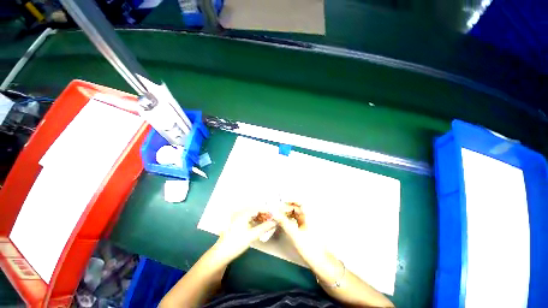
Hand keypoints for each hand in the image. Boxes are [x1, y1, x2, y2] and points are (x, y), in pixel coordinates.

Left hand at [214, 208, 276, 263]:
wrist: (221, 254)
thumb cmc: (236, 243)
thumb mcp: (252, 235)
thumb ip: (264, 227)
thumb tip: (274, 222)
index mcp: (243, 213)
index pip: (258, 208)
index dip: (267, 210)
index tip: (275, 214)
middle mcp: (240, 212)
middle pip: (255, 209)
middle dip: (264, 213)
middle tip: (272, 218)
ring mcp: (238, 217)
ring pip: (252, 213)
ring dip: (259, 216)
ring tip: (267, 221)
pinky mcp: (237, 222)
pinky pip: (248, 217)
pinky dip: (255, 219)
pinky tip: (259, 224)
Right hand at [272, 204, 321, 253]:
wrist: (320, 261)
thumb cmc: (310, 247)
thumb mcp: (294, 234)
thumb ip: (284, 222)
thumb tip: (275, 213)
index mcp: (309, 215)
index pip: (300, 202)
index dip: (290, 200)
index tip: (282, 202)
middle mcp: (310, 216)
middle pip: (297, 207)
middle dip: (287, 207)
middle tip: (277, 210)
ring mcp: (308, 222)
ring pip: (297, 213)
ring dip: (288, 213)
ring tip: (279, 215)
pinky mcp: (306, 228)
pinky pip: (297, 219)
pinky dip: (291, 218)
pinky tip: (285, 221)